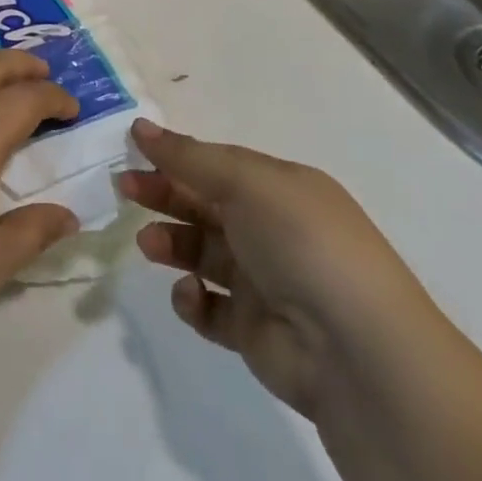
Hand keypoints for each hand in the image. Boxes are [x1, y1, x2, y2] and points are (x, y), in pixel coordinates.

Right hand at [120, 119, 442, 420]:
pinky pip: (209, 307)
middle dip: (163, 193)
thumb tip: (140, 126)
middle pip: (204, 204)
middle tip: (123, 189)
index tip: (132, 149)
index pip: (217, 164)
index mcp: (280, 189)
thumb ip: (188, 157)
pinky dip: (192, 299)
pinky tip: (191, 294)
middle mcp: (272, 231)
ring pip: (201, 252)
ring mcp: (263, 282)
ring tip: (149, 244)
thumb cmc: (302, 244)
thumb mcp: (245, 182)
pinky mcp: (253, 332)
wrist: (358, 354)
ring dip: (171, 242)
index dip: (175, 156)